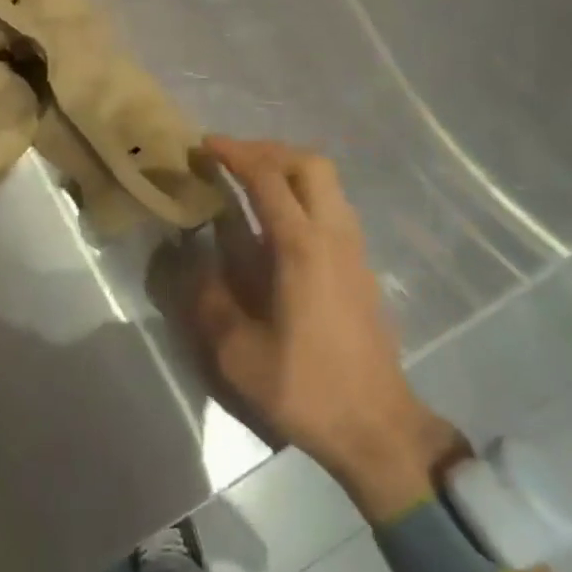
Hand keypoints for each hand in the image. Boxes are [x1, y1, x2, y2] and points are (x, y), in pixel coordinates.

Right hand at [189, 137, 468, 520]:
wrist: (378, 425)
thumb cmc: (307, 389)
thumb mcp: (240, 354)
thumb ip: (210, 300)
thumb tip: (193, 261)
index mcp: (302, 248)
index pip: (268, 178)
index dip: (235, 154)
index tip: (205, 145)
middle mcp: (333, 235)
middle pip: (309, 163)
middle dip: (268, 150)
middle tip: (231, 159)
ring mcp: (354, 248)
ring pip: (327, 182)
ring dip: (288, 168)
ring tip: (250, 182)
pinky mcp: (361, 265)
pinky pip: (333, 205)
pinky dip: (303, 193)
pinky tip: (277, 222)